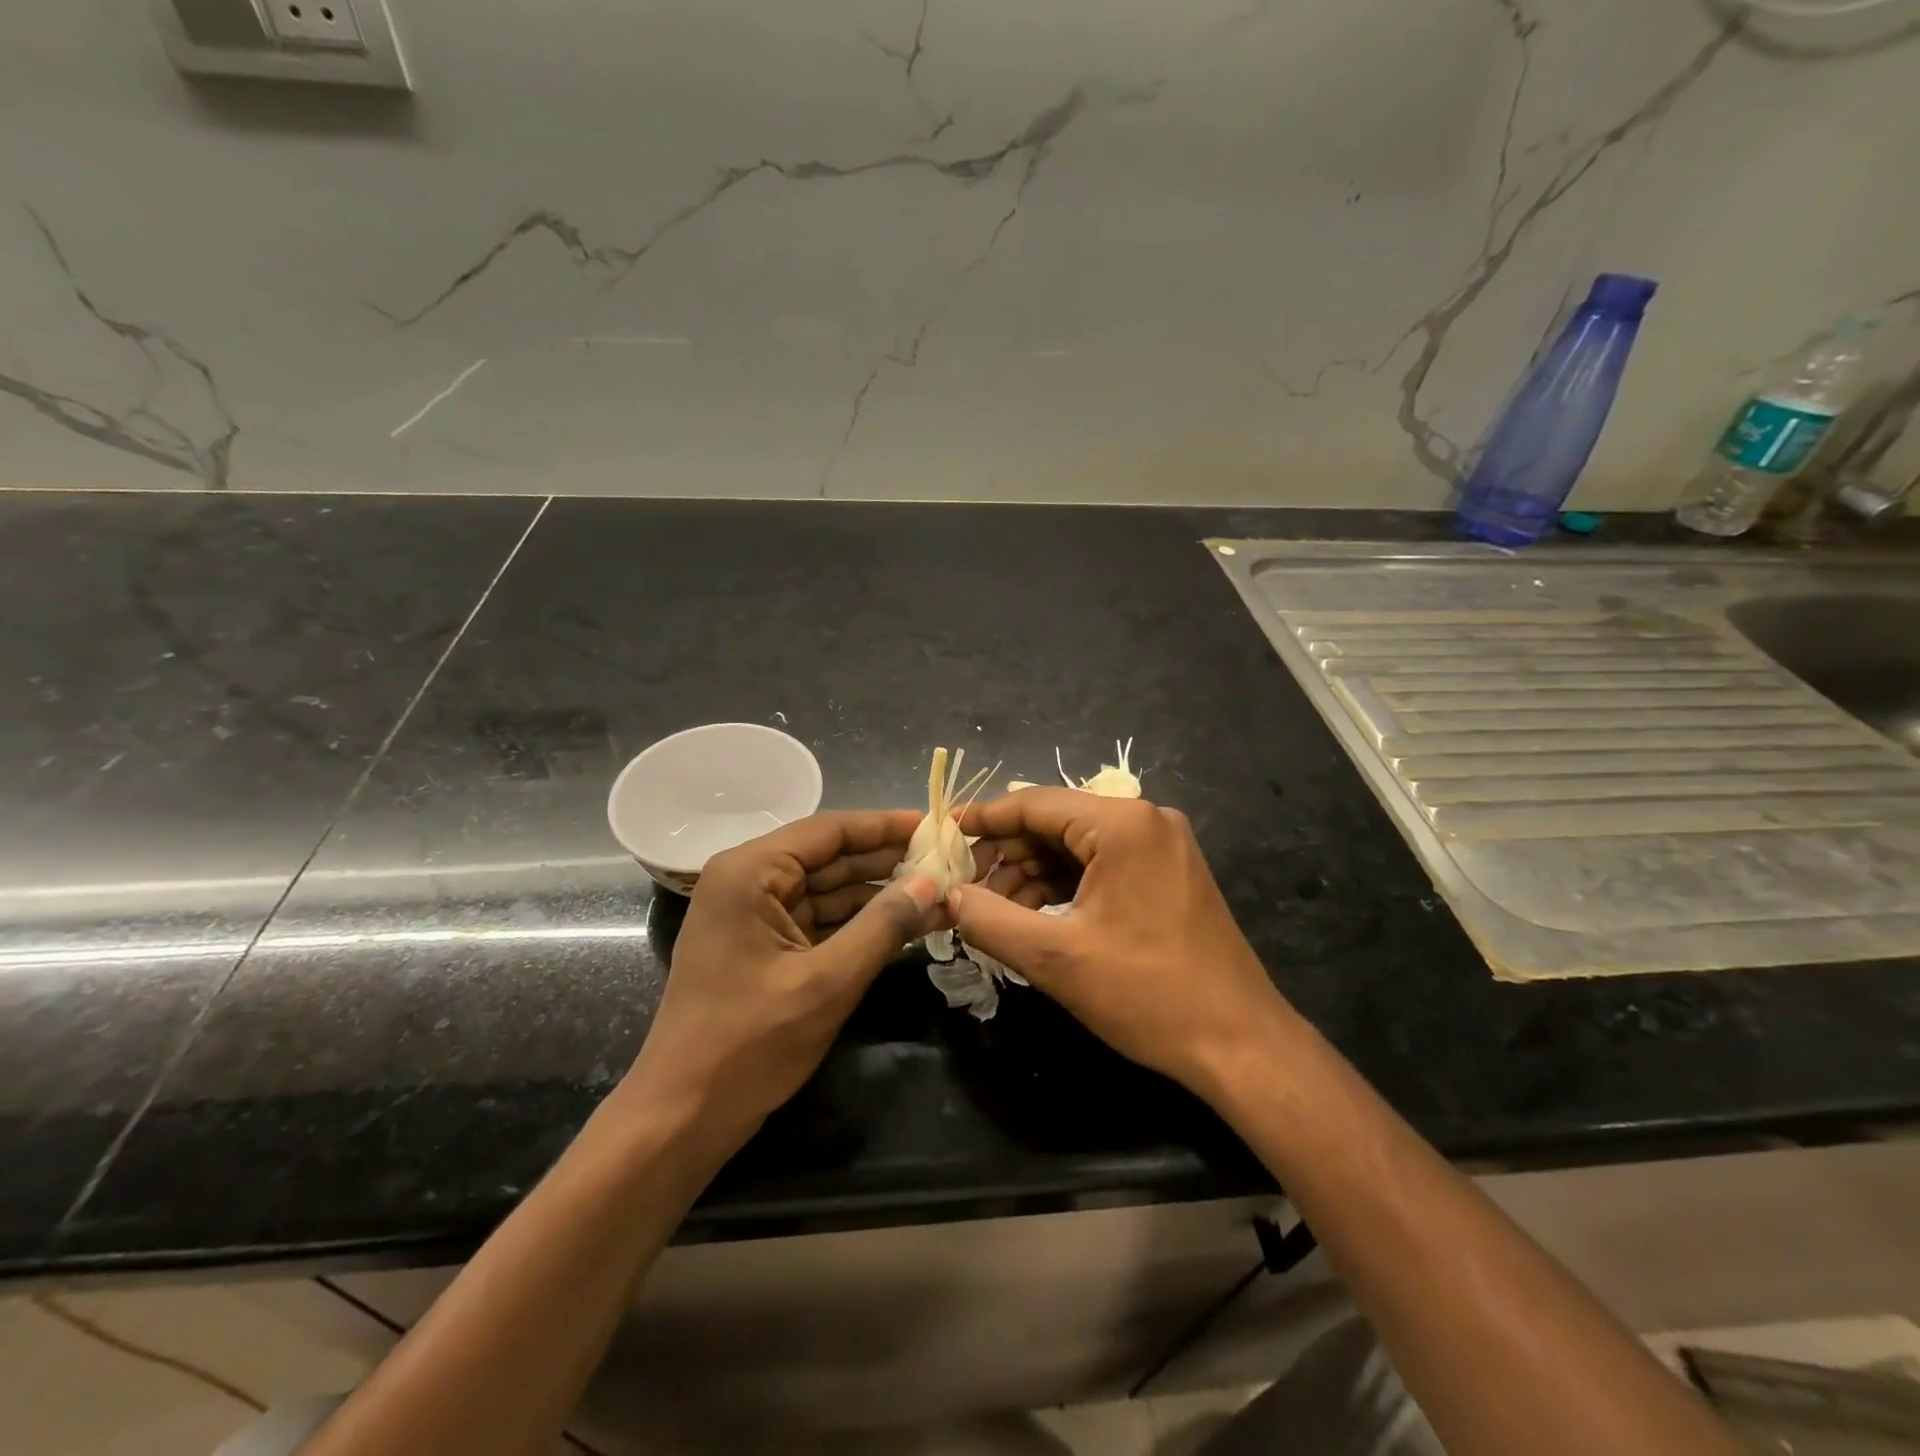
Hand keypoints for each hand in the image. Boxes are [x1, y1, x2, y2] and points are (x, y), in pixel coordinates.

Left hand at [623, 810, 944, 1140]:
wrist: (683, 1117)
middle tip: (946, 860)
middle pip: (830, 857)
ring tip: (939, 891)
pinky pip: (820, 920)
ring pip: (828, 890)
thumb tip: (931, 882)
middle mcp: (748, 881)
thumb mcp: (827, 982)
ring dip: (879, 894)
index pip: (829, 831)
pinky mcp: (763, 946)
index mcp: (750, 872)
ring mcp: (754, 915)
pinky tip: (905, 924)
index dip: (884, 826)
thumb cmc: (749, 1044)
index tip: (935, 825)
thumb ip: (883, 926)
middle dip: (887, 861)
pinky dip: (859, 923)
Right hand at [955, 789, 1295, 1096]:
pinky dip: (1063, 887)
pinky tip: (1033, 916)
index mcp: (1123, 823)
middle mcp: (1146, 820)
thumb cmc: (1147, 993)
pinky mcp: (1167, 874)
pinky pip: (1101, 866)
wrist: (1240, 1044)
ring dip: (1031, 875)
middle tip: (963, 887)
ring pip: (1076, 847)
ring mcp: (1162, 847)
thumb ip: (989, 919)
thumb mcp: (1055, 957)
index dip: (983, 820)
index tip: (941, 835)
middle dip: (1006, 855)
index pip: (1035, 803)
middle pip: (1055, 823)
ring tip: (992, 911)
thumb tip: (946, 897)